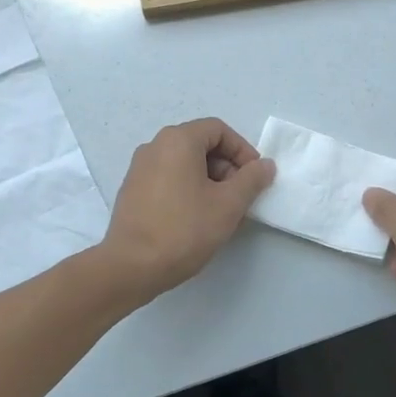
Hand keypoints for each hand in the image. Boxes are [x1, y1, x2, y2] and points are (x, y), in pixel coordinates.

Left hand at [100, 118, 274, 300]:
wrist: (131, 267)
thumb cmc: (184, 230)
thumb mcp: (228, 205)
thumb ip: (251, 180)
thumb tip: (264, 165)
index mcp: (177, 140)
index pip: (218, 130)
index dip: (242, 150)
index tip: (254, 178)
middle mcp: (154, 146)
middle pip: (200, 144)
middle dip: (226, 167)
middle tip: (240, 198)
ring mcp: (139, 168)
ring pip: (184, 164)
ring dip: (209, 181)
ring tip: (221, 212)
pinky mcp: (132, 191)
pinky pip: (168, 179)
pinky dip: (188, 189)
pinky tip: (196, 219)